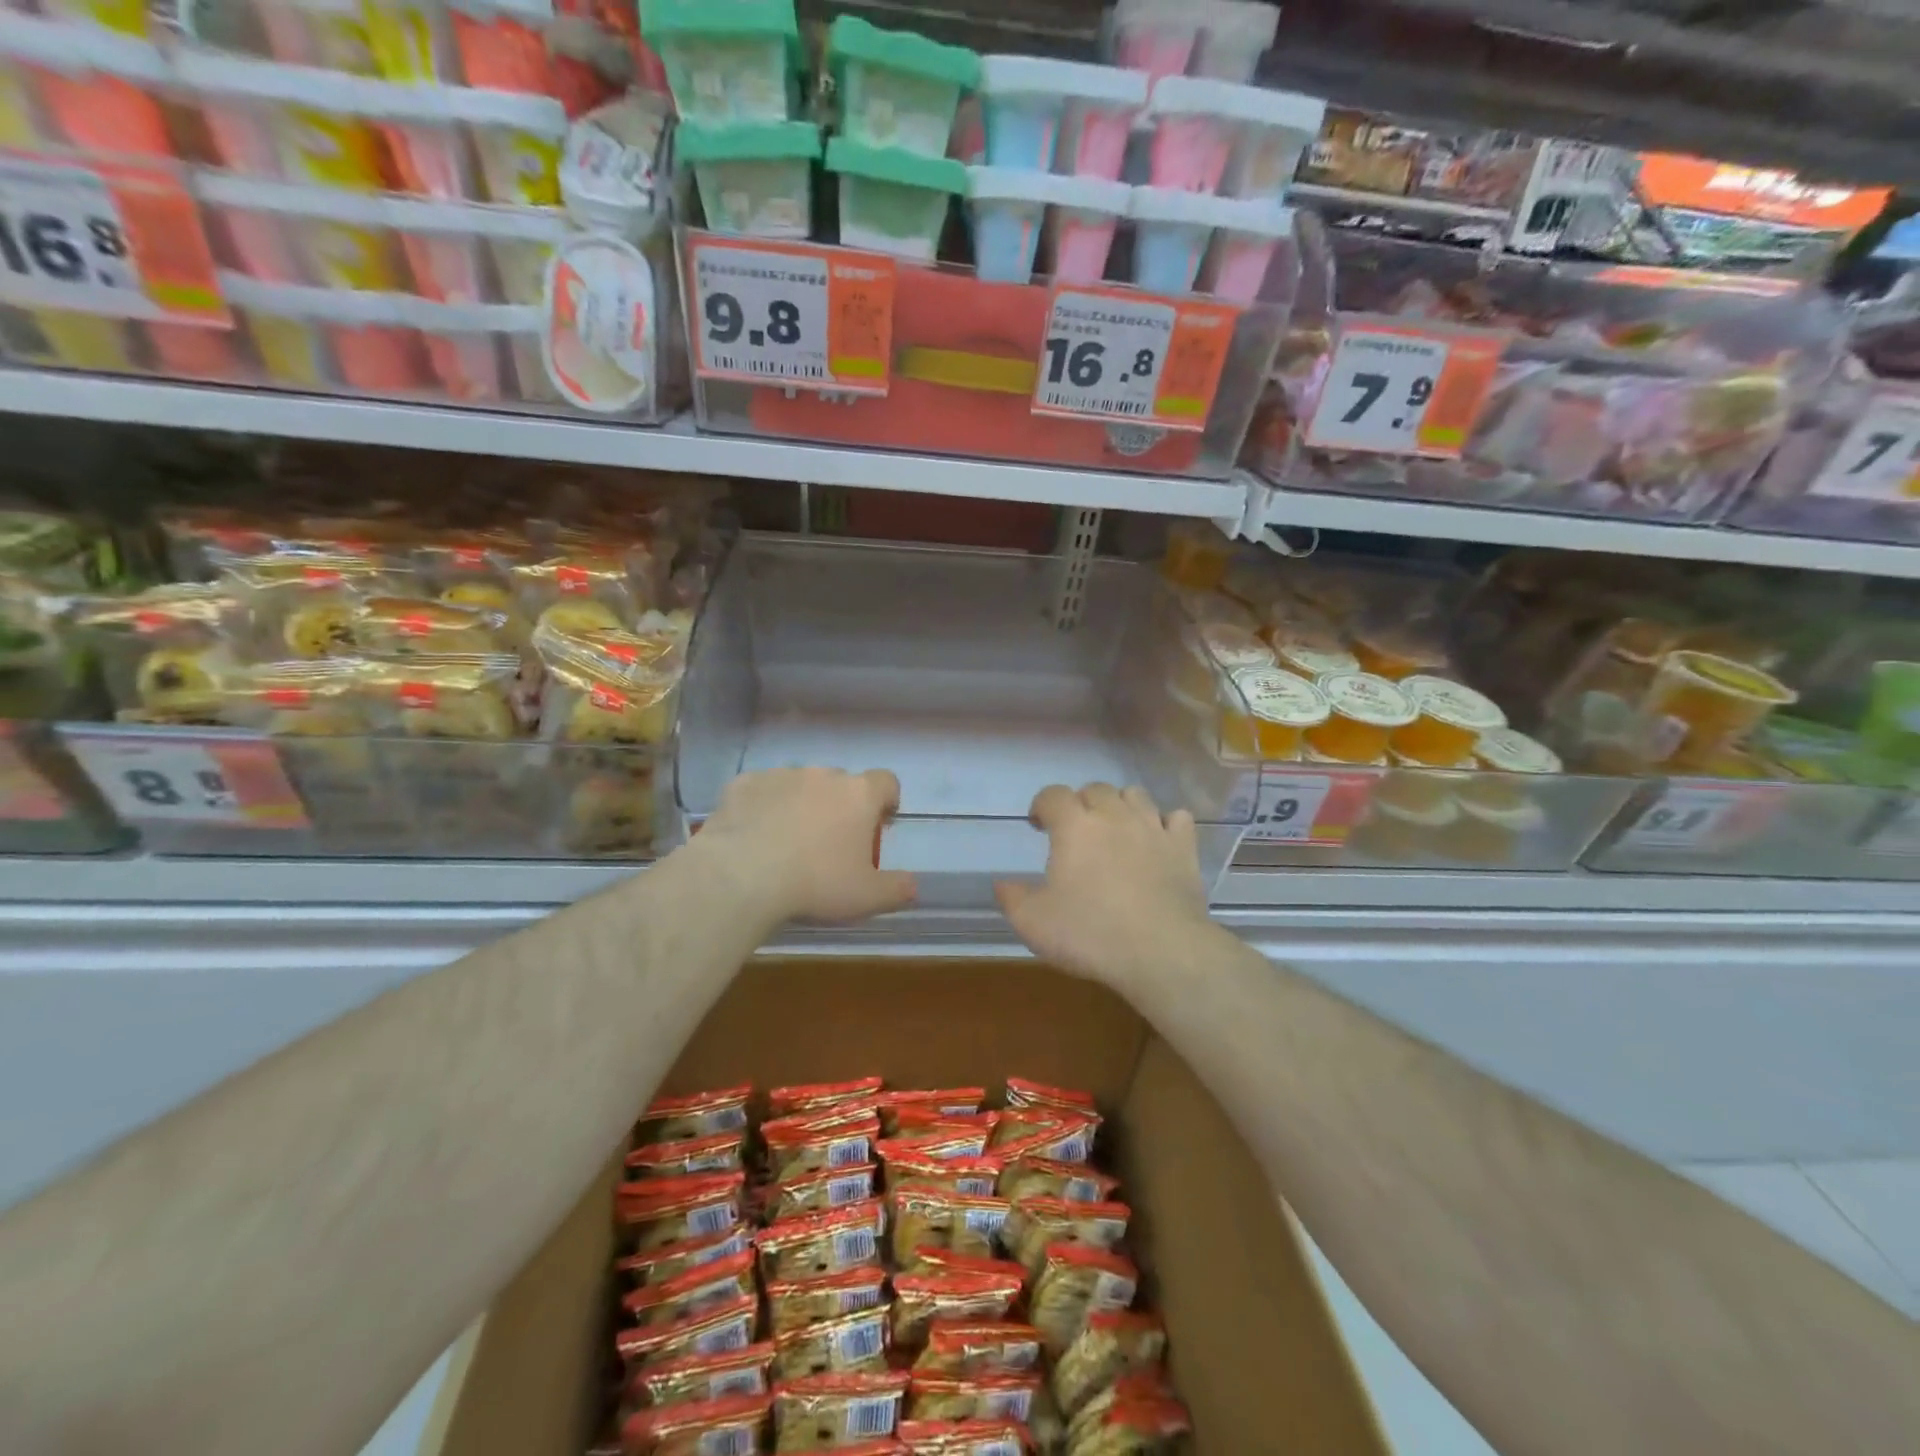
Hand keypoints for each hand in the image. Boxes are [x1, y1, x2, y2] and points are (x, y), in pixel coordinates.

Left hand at [694, 766, 915, 924]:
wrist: (741, 875)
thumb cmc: (816, 883)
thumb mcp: (867, 897)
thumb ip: (897, 889)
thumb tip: (912, 886)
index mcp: (858, 795)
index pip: (886, 782)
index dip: (886, 800)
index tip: (880, 823)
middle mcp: (822, 775)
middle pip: (841, 783)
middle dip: (840, 806)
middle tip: (831, 843)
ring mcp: (780, 775)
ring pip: (799, 785)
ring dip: (801, 804)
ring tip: (788, 841)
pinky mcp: (743, 784)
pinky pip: (761, 791)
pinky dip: (763, 807)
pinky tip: (754, 836)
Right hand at [995, 783, 1214, 988]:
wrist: (1162, 951)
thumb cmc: (1090, 933)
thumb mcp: (1033, 922)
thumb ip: (1012, 897)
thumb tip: (1001, 883)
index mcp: (1074, 826)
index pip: (1052, 795)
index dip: (1042, 805)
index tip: (1038, 825)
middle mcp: (1114, 815)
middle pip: (1095, 789)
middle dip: (1081, 803)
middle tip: (1076, 832)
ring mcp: (1153, 827)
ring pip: (1135, 795)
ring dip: (1121, 806)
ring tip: (1115, 830)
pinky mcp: (1184, 847)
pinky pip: (1177, 818)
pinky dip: (1165, 823)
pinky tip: (1158, 841)